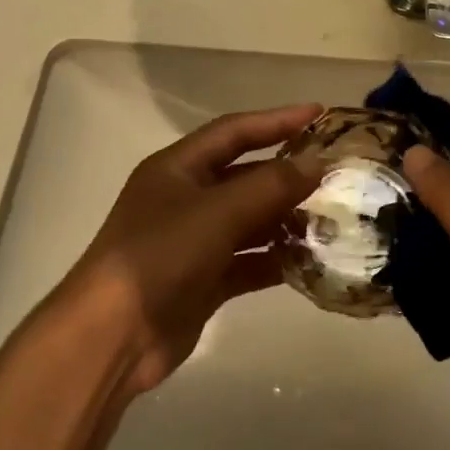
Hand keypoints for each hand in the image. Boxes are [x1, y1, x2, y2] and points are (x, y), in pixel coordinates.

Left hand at [54, 104, 323, 397]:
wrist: (113, 335)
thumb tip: (317, 164)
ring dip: (286, 220)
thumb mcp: (217, 212)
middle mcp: (185, 199)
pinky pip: (248, 262)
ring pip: (250, 222)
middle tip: (336, 174)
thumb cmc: (160, 255)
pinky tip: (309, 261)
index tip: (319, 114)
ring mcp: (194, 242)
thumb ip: (270, 186)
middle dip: (287, 175)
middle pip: (245, 177)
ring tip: (332, 219)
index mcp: (177, 168)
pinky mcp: (203, 280)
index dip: (276, 121)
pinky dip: (275, 260)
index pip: (234, 131)